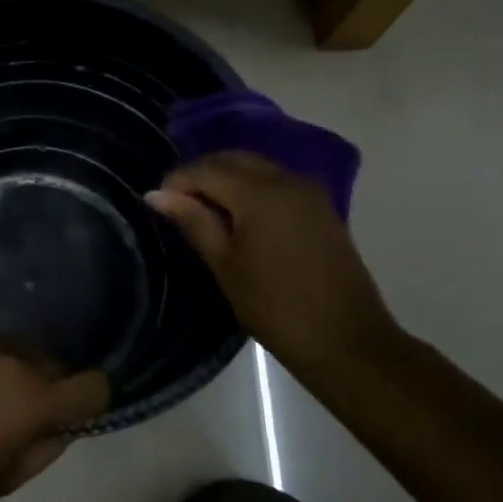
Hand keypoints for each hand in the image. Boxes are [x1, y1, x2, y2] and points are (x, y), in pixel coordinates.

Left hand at [0, 335, 109, 501]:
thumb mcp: (10, 477)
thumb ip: (48, 446)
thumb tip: (64, 424)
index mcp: (35, 398)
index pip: (93, 385)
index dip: (91, 399)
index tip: (75, 411)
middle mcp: (15, 358)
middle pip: (54, 364)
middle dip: (49, 385)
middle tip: (23, 410)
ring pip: (19, 349)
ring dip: (16, 369)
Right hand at [147, 151, 399, 376]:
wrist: (347, 341)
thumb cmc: (275, 307)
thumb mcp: (225, 264)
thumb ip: (193, 221)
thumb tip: (155, 194)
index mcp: (259, 193)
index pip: (206, 169)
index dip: (176, 181)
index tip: (156, 202)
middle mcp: (286, 180)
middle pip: (233, 160)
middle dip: (201, 174)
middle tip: (177, 204)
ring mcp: (308, 192)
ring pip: (256, 167)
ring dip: (226, 178)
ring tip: (203, 209)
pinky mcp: (321, 207)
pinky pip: (276, 181)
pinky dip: (251, 187)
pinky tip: (238, 215)